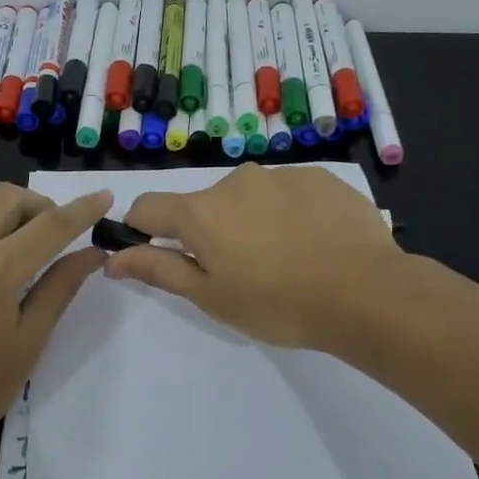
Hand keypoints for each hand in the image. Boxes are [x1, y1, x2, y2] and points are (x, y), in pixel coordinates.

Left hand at [0, 183, 111, 452]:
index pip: (51, 224)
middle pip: (8, 197)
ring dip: (4, 207)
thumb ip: (60, 288)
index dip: (83, 208)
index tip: (105, 194)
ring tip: (18, 241)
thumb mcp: (28, 341)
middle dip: (41, 205)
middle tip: (56, 235)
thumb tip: (92, 253)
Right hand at [103, 165, 402, 347]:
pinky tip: (313, 244)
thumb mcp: (211, 296)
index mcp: (200, 212)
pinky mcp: (319, 177)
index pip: (147, 207)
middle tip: (240, 273)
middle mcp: (234, 181)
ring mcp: (280, 175)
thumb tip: (113, 259)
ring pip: (248, 198)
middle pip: (203, 205)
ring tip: (284, 261)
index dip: (141, 230)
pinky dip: (289, 214)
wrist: (366, 292)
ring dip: (251, 222)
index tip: (158, 255)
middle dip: (209, 233)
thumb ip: (159, 270)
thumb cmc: (278, 303)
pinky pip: (288, 193)